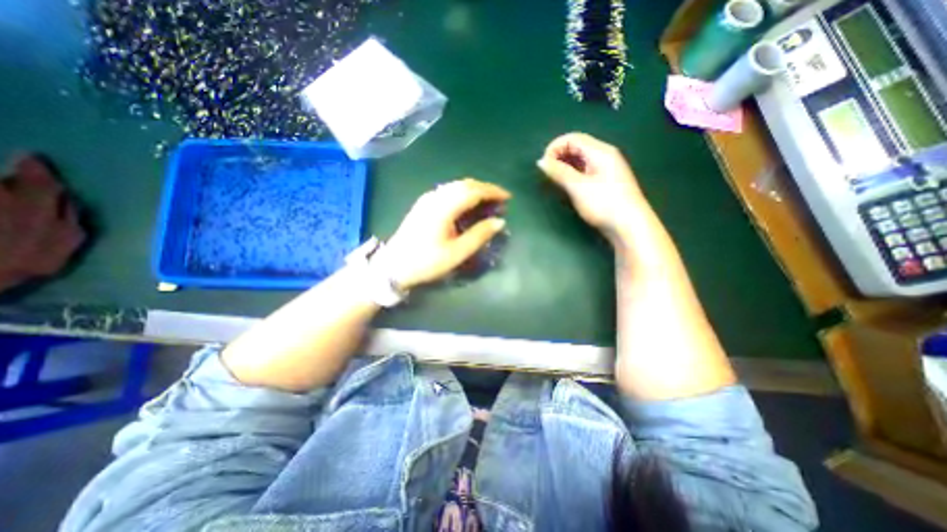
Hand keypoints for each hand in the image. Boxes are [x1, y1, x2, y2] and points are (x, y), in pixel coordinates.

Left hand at [376, 180, 511, 287]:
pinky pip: (448, 191)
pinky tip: (468, 204)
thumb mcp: (457, 253)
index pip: (473, 190)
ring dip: (474, 190)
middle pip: (465, 184)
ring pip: (456, 186)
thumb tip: (500, 221)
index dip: (493, 191)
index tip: (508, 197)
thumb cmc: (427, 261)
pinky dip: (462, 193)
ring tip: (487, 201)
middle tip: (500, 200)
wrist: (393, 265)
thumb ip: (479, 235)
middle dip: (485, 189)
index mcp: (444, 207)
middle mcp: (435, 197)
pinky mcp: (423, 204)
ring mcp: (427, 199)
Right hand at [535, 131, 646, 236]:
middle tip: (547, 173)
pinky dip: (572, 174)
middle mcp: (604, 156)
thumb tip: (541, 161)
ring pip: (580, 160)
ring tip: (554, 180)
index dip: (555, 147)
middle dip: (559, 156)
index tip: (543, 164)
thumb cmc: (603, 203)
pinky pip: (585, 171)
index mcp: (600, 151)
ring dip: (565, 166)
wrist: (629, 225)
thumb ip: (559, 172)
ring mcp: (606, 169)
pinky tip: (567, 185)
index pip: (573, 138)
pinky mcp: (604, 182)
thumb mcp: (578, 187)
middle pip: (577, 147)